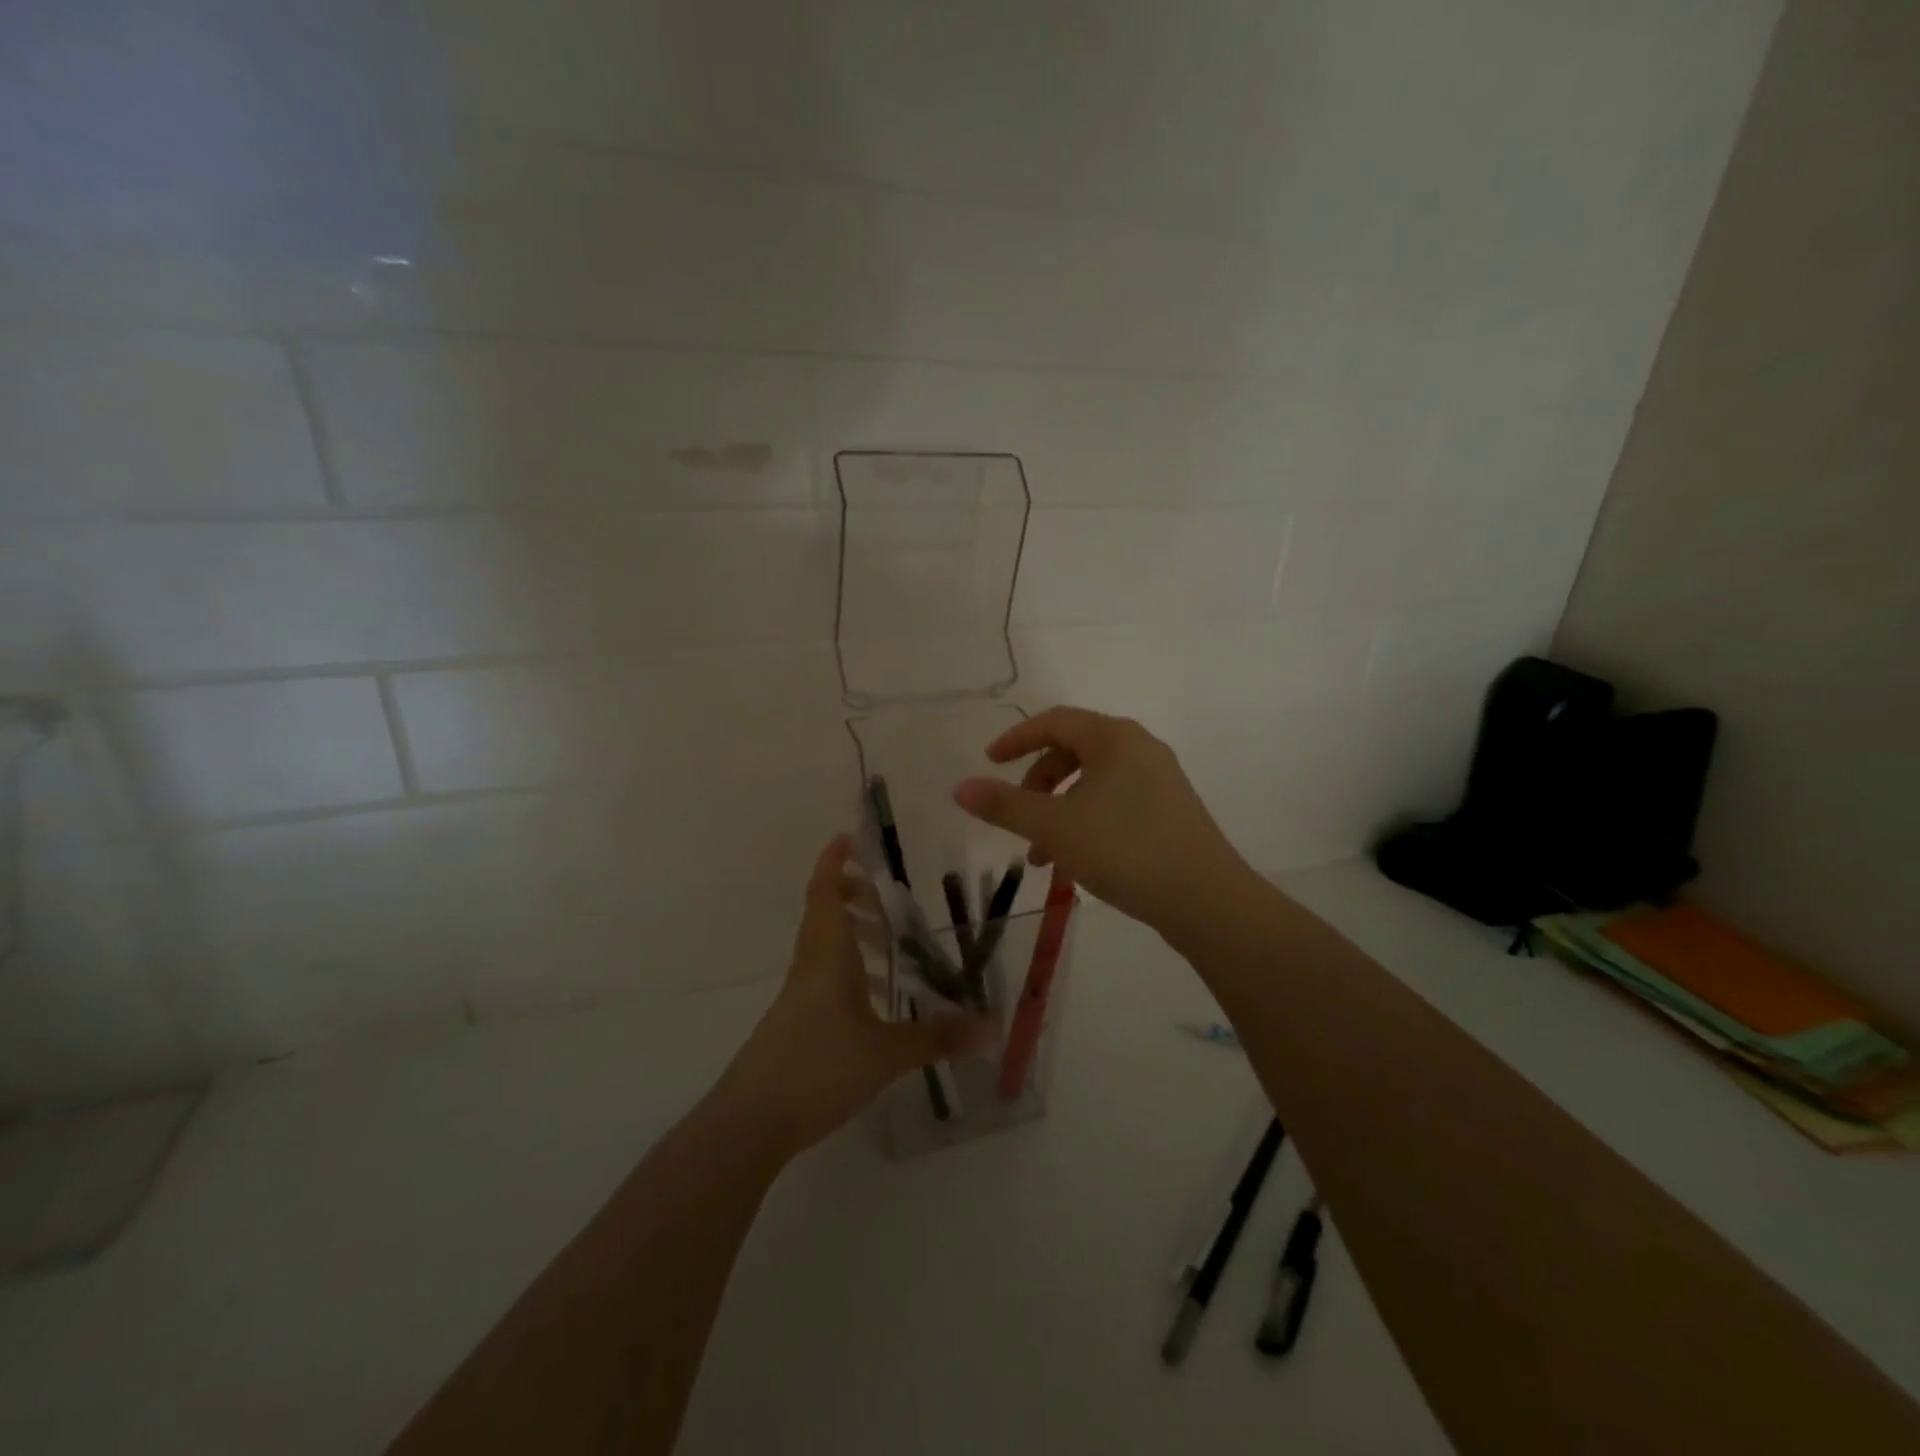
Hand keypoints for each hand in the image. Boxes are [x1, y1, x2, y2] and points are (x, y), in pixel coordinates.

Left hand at [713, 836, 994, 1158]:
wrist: (751, 1122)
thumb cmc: (817, 1068)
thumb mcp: (886, 1053)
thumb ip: (938, 1037)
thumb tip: (992, 1026)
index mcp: (827, 956)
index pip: (826, 893)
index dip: (834, 862)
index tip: (848, 837)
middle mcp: (811, 966)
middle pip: (825, 915)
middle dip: (852, 897)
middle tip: (886, 896)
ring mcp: (800, 997)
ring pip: (826, 949)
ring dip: (854, 937)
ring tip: (893, 948)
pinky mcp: (797, 1024)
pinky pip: (826, 981)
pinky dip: (851, 974)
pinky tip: (876, 1002)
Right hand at [951, 707, 1253, 936]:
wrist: (1206, 899)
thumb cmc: (1124, 849)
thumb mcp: (1054, 827)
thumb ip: (1004, 805)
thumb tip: (959, 787)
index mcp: (1113, 738)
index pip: (1054, 722)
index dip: (1016, 739)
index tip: (989, 763)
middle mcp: (1140, 748)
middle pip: (1073, 751)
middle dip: (1037, 784)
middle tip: (1017, 816)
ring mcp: (1160, 779)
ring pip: (1093, 783)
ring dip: (1059, 811)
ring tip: (1042, 857)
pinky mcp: (1171, 810)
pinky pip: (1115, 802)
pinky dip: (1086, 821)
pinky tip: (1077, 862)